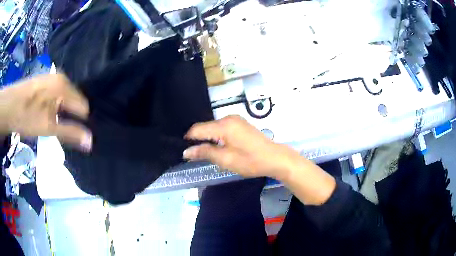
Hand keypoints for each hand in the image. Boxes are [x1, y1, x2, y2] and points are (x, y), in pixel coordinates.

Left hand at [0, 74, 90, 150]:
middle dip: (71, 115)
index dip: (81, 122)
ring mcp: (52, 77)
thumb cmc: (27, 116)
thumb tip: (90, 142)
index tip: (75, 134)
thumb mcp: (48, 127)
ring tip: (53, 122)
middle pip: (74, 101)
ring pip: (65, 98)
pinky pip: (57, 94)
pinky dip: (55, 105)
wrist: (9, 105)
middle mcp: (61, 78)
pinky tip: (46, 112)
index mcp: (64, 86)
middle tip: (61, 129)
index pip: (83, 106)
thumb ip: (70, 133)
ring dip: (62, 111)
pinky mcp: (45, 81)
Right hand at [183, 115, 301, 179]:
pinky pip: (223, 128)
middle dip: (198, 140)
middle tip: (194, 155)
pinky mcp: (241, 124)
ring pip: (214, 128)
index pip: (198, 129)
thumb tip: (186, 152)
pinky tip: (218, 147)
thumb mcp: (225, 159)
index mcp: (223, 125)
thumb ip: (205, 153)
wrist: (275, 158)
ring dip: (208, 139)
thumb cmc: (250, 161)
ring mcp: (236, 120)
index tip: (184, 151)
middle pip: (206, 127)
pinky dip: (217, 137)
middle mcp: (228, 118)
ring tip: (206, 153)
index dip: (188, 139)